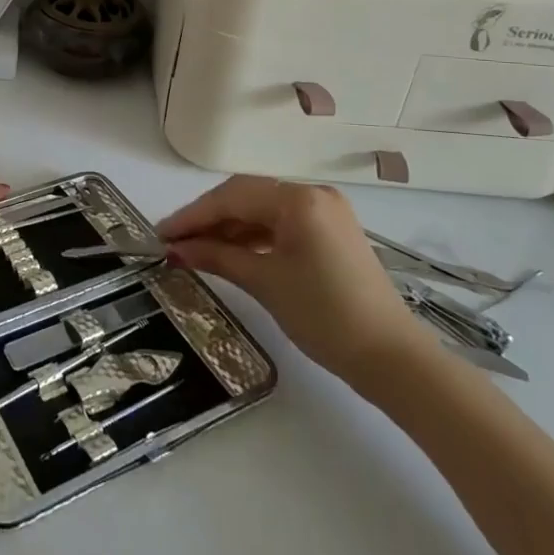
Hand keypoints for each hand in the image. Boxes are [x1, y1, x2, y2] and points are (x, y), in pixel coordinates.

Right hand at [157, 176, 436, 394]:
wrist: (392, 360)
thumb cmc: (325, 317)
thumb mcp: (265, 283)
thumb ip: (217, 256)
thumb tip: (177, 249)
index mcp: (299, 199)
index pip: (232, 197)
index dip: (193, 215)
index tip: (160, 234)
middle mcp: (313, 194)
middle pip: (247, 197)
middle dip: (208, 219)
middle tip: (174, 242)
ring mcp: (326, 212)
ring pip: (264, 211)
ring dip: (229, 229)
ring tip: (195, 250)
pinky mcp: (332, 233)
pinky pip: (282, 225)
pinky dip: (254, 237)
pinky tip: (231, 253)